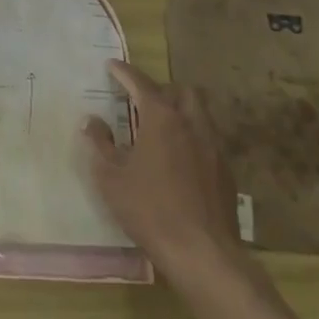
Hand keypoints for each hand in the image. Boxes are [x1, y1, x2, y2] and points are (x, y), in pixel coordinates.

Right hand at [83, 59, 255, 287]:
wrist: (202, 252)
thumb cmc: (149, 209)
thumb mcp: (111, 177)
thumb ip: (100, 144)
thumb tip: (92, 121)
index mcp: (162, 118)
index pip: (141, 83)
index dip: (124, 72)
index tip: (112, 66)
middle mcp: (191, 124)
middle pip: (181, 91)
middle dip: (162, 90)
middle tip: (142, 101)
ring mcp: (213, 147)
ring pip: (199, 114)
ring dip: (180, 112)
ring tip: (161, 130)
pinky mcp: (226, 172)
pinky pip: (208, 141)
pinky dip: (191, 139)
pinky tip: (179, 162)